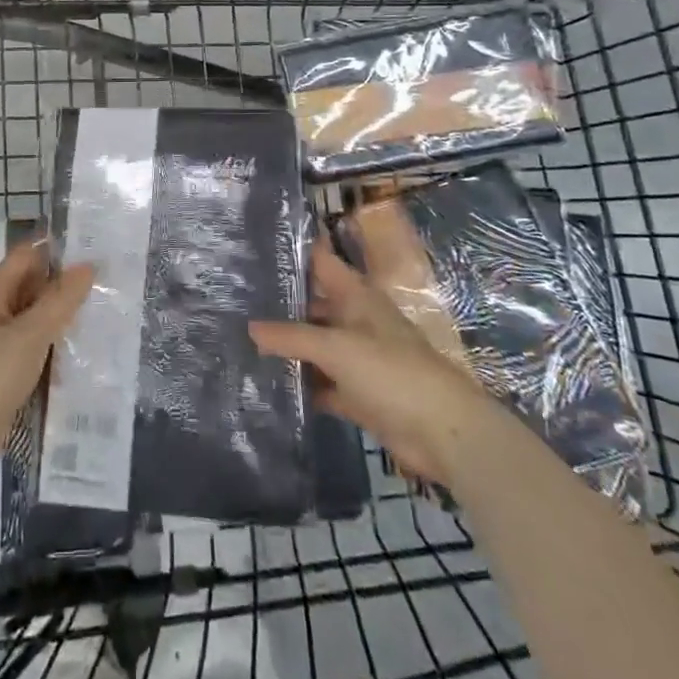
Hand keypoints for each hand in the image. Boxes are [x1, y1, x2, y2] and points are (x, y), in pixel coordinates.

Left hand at [0, 241, 95, 481]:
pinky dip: (48, 342)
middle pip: (28, 284)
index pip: (26, 257)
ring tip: (97, 313)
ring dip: (57, 315)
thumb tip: (88, 265)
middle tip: (103, 285)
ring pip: (30, 316)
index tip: (93, 253)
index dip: (56, 252)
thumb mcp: (30, 334)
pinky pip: (28, 344)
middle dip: (61, 284)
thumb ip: (60, 300)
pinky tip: (74, 349)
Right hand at [250, 241, 498, 485]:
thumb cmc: (392, 372)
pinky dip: (301, 382)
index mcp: (356, 296)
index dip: (292, 251)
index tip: (254, 245)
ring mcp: (357, 358)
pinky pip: (322, 382)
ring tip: (240, 339)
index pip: (320, 261)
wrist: (444, 433)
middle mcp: (354, 320)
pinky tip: (269, 381)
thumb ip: (291, 337)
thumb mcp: (336, 348)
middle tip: (235, 299)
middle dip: (279, 303)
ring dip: (287, 346)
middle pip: (312, 304)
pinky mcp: (358, 394)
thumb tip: (250, 327)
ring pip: (314, 344)